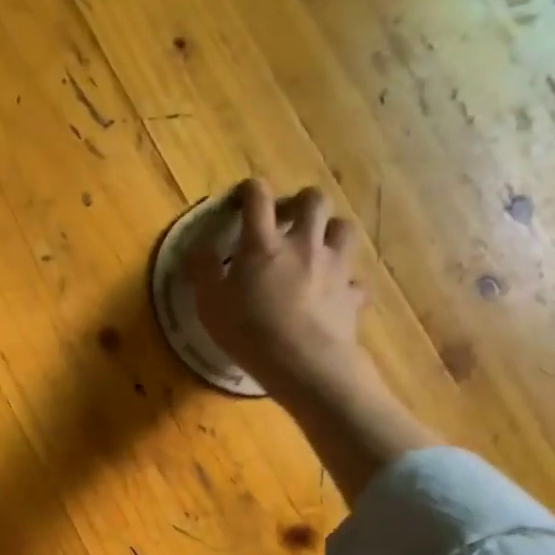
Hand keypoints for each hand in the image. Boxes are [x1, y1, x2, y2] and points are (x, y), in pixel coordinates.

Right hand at [189, 179, 369, 407]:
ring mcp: (334, 266)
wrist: (304, 364)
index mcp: (263, 243)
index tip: (242, 199)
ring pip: (344, 228)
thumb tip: (198, 246)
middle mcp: (303, 243)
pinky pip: (356, 280)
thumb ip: (202, 269)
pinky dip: (346, 282)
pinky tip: (335, 293)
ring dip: (330, 231)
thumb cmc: (249, 331)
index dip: (250, 190)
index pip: (258, 196)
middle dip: (302, 202)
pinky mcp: (352, 294)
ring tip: (317, 247)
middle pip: (315, 200)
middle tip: (288, 220)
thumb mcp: (209, 303)